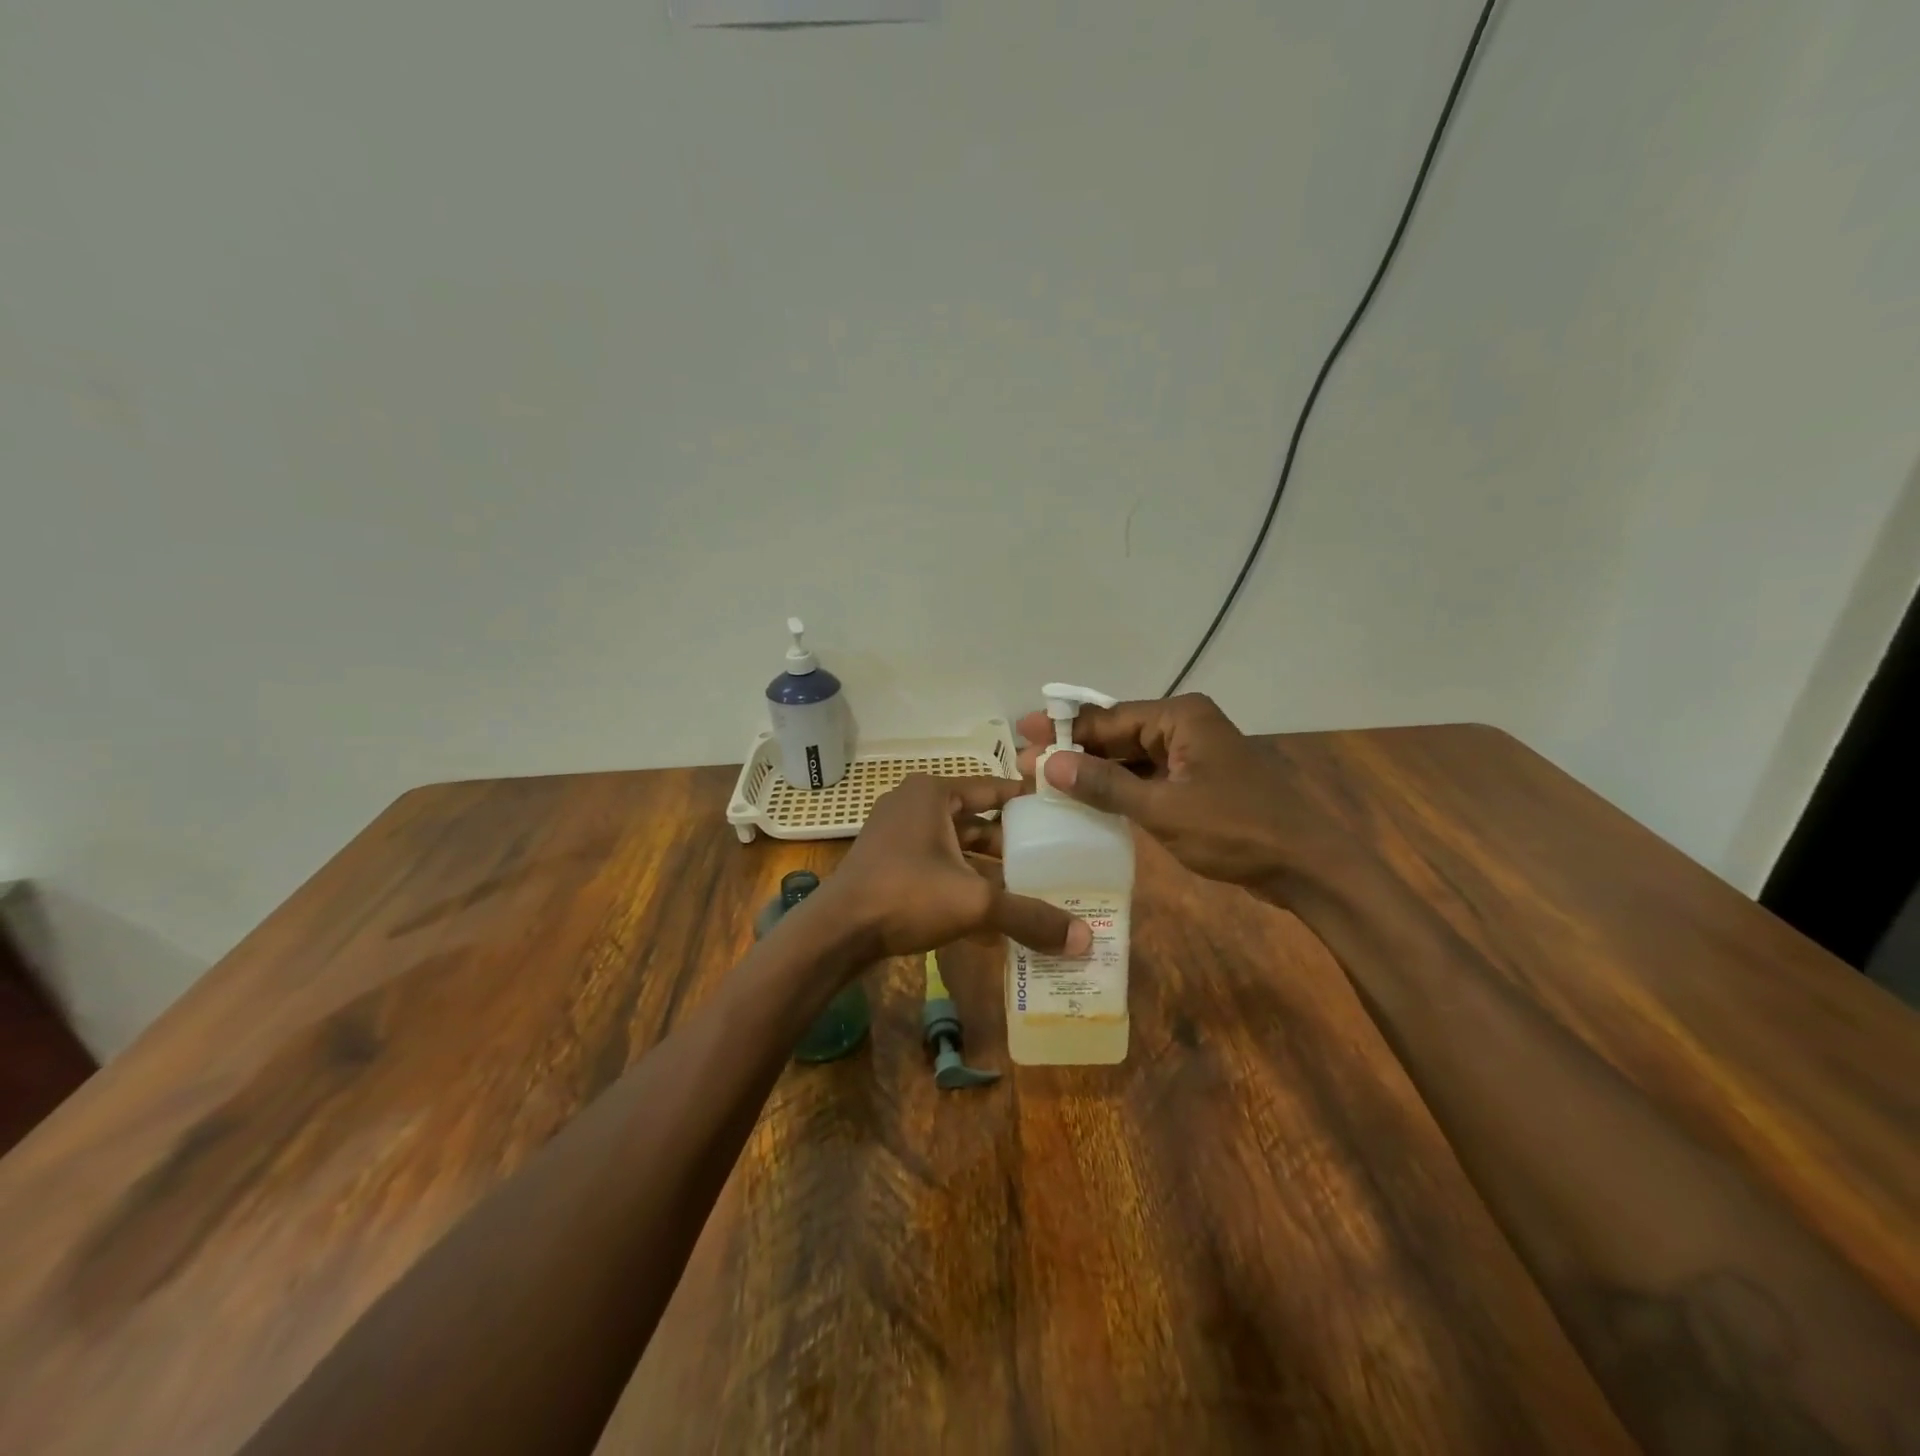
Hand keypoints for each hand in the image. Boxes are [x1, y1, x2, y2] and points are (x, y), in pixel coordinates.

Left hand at [817, 774, 1092, 961]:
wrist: (836, 933)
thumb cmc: (906, 896)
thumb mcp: (974, 902)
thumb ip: (1028, 915)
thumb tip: (1084, 939)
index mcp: (932, 794)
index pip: (992, 788)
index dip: (1027, 801)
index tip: (1062, 814)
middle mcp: (913, 805)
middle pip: (976, 819)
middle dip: (1011, 842)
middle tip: (1052, 858)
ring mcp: (897, 834)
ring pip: (956, 845)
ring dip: (987, 866)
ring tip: (1029, 886)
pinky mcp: (888, 862)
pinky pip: (937, 864)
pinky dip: (962, 881)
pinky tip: (990, 911)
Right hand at [1014, 693, 1355, 902]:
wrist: (1306, 866)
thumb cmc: (1236, 831)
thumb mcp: (1163, 809)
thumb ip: (1105, 785)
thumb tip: (1049, 763)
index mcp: (1180, 717)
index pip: (1110, 717)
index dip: (1064, 730)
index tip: (1023, 737)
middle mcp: (1185, 727)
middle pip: (1118, 734)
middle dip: (1075, 750)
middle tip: (1028, 764)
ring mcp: (1192, 756)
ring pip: (1131, 758)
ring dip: (1094, 770)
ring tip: (1048, 781)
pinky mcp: (1196, 783)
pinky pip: (1147, 778)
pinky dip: (1119, 788)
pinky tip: (1088, 800)